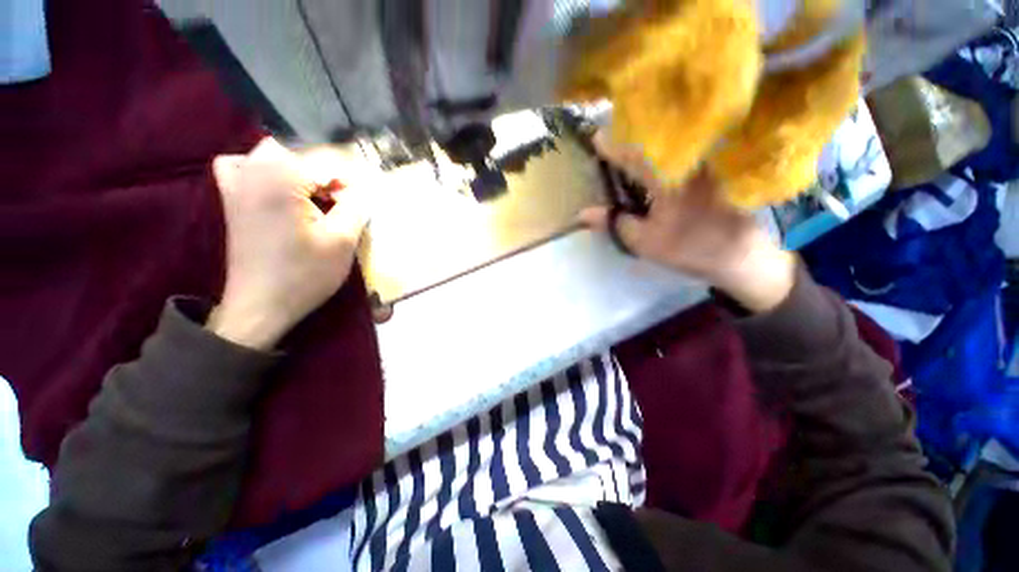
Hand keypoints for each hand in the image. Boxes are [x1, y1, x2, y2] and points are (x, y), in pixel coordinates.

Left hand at [207, 138, 370, 349]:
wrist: (260, 305)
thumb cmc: (305, 274)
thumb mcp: (343, 240)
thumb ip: (357, 205)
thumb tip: (366, 186)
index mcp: (279, 178)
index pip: (325, 158)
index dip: (351, 177)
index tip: (363, 199)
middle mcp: (252, 169)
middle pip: (299, 148)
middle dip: (328, 169)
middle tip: (344, 198)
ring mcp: (236, 182)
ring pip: (275, 153)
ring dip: (302, 168)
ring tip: (319, 193)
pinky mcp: (231, 197)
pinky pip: (245, 165)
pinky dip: (266, 168)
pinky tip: (281, 187)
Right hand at [579, 131, 795, 312]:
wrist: (740, 254)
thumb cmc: (689, 247)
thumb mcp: (644, 241)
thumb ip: (613, 223)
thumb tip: (582, 214)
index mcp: (668, 177)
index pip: (633, 153)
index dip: (612, 145)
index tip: (595, 138)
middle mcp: (686, 160)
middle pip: (653, 139)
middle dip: (630, 135)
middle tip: (611, 140)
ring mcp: (702, 161)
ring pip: (669, 141)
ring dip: (647, 141)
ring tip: (630, 145)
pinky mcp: (711, 167)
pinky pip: (682, 149)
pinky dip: (664, 150)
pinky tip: (654, 158)